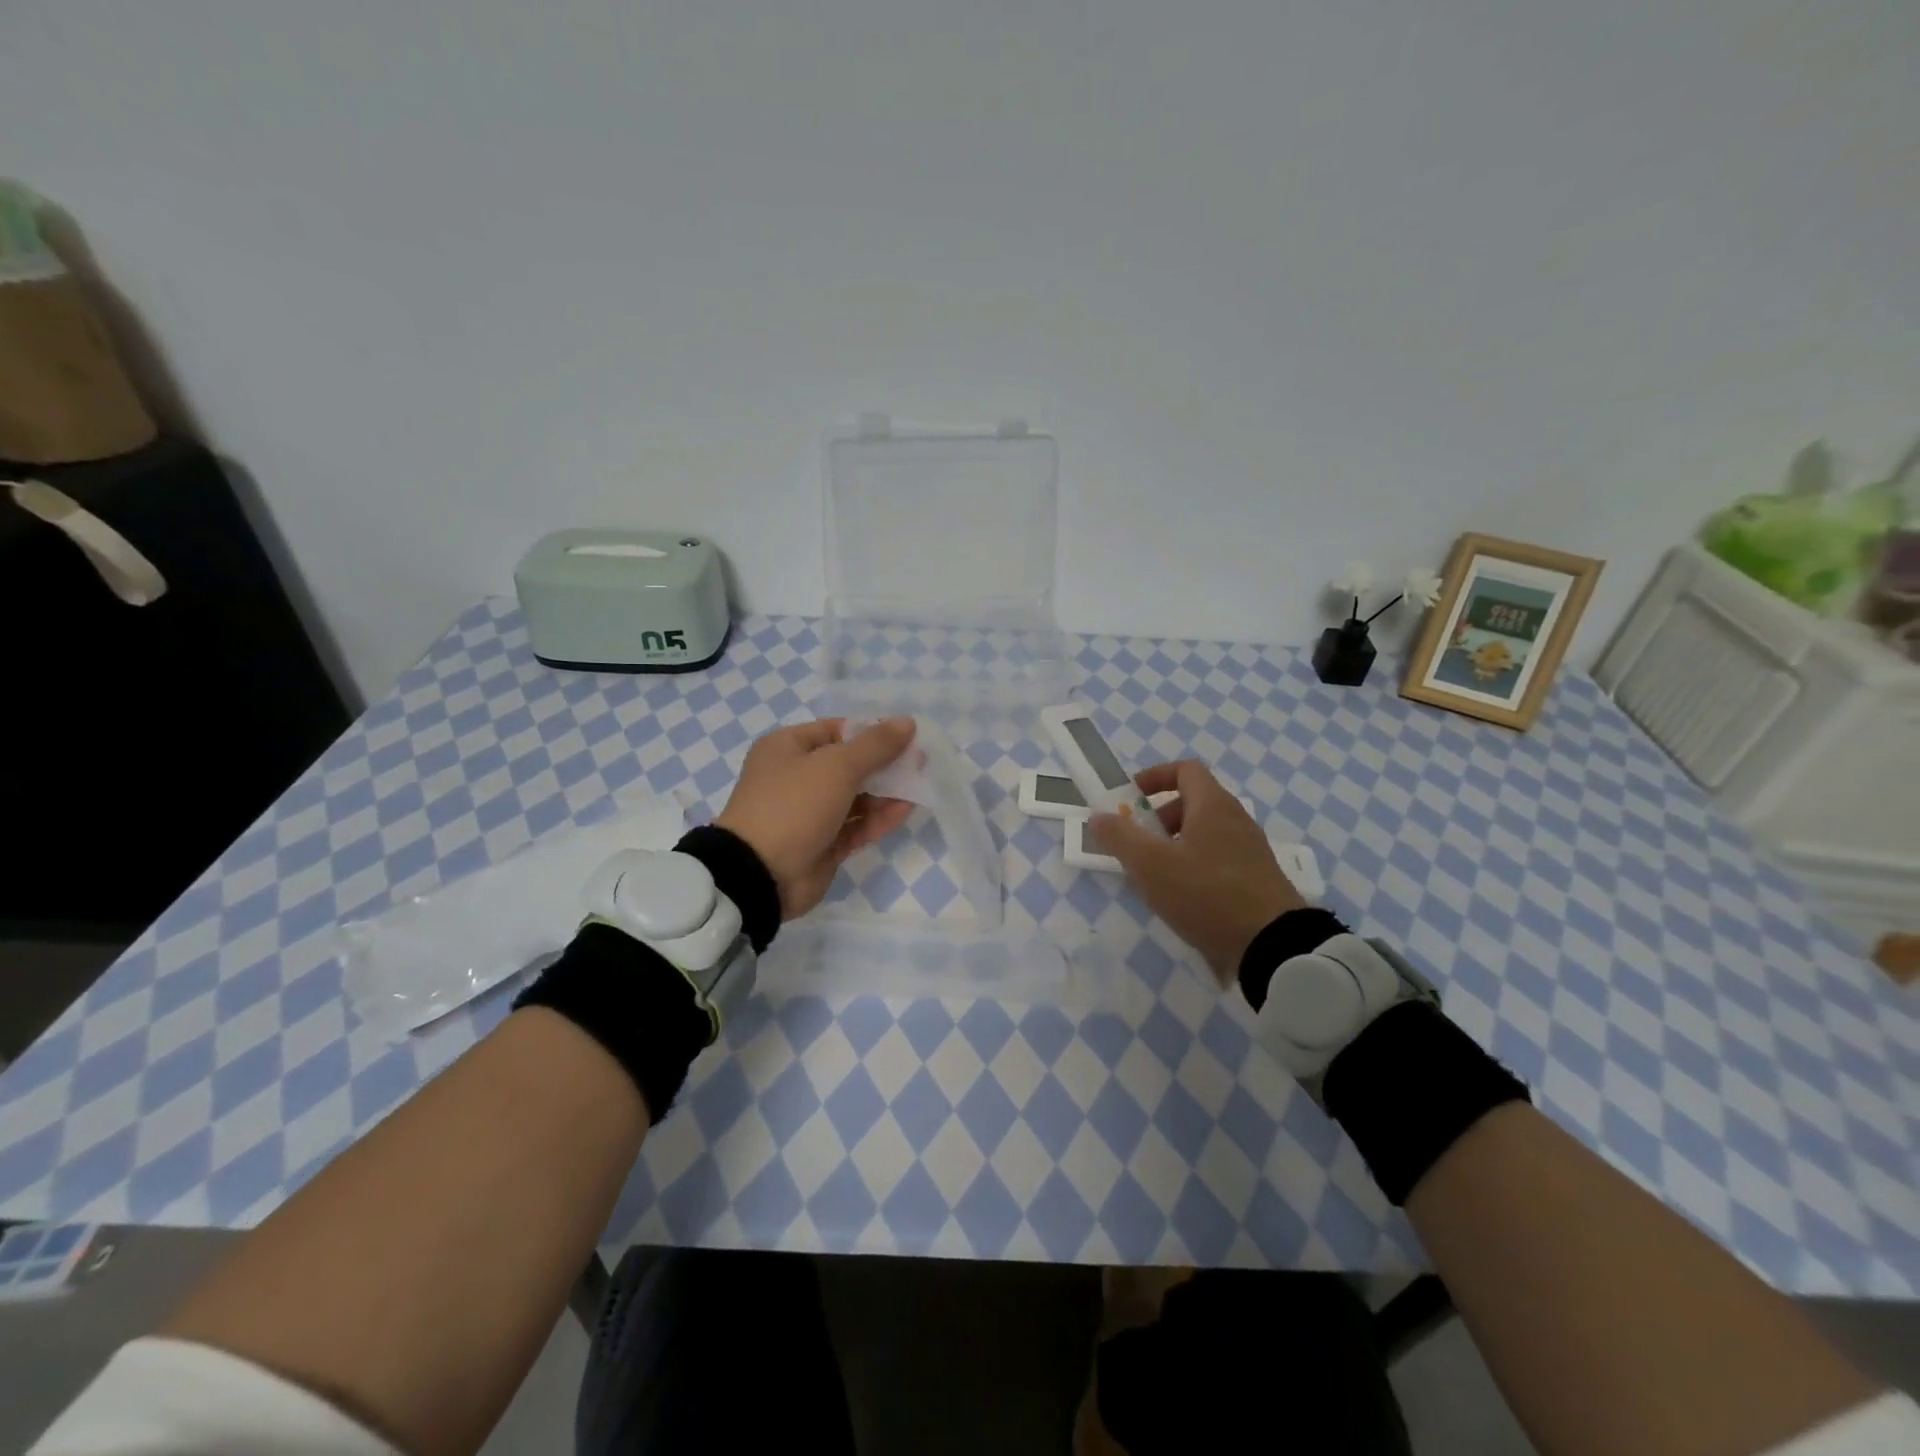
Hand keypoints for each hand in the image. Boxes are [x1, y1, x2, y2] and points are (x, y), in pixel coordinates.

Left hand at [716, 717, 917, 918]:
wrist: (760, 874)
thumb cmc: (794, 804)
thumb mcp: (837, 766)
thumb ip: (876, 745)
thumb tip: (907, 722)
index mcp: (787, 748)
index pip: (836, 730)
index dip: (871, 732)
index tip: (906, 735)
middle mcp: (795, 777)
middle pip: (848, 764)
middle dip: (884, 763)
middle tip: (920, 762)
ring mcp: (808, 813)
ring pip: (855, 797)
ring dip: (885, 791)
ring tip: (919, 785)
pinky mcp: (822, 844)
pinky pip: (855, 825)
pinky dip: (878, 818)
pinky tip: (906, 809)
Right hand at [1090, 760, 1307, 985]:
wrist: (1273, 945)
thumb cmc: (1206, 893)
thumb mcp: (1150, 865)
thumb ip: (1120, 836)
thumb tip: (1099, 816)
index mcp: (1213, 805)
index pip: (1185, 770)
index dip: (1155, 777)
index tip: (1131, 798)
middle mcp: (1236, 819)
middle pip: (1194, 802)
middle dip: (1160, 817)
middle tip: (1140, 844)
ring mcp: (1251, 851)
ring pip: (1206, 833)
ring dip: (1176, 845)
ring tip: (1157, 877)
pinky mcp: (1258, 880)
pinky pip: (1219, 859)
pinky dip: (1196, 866)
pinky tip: (1184, 899)